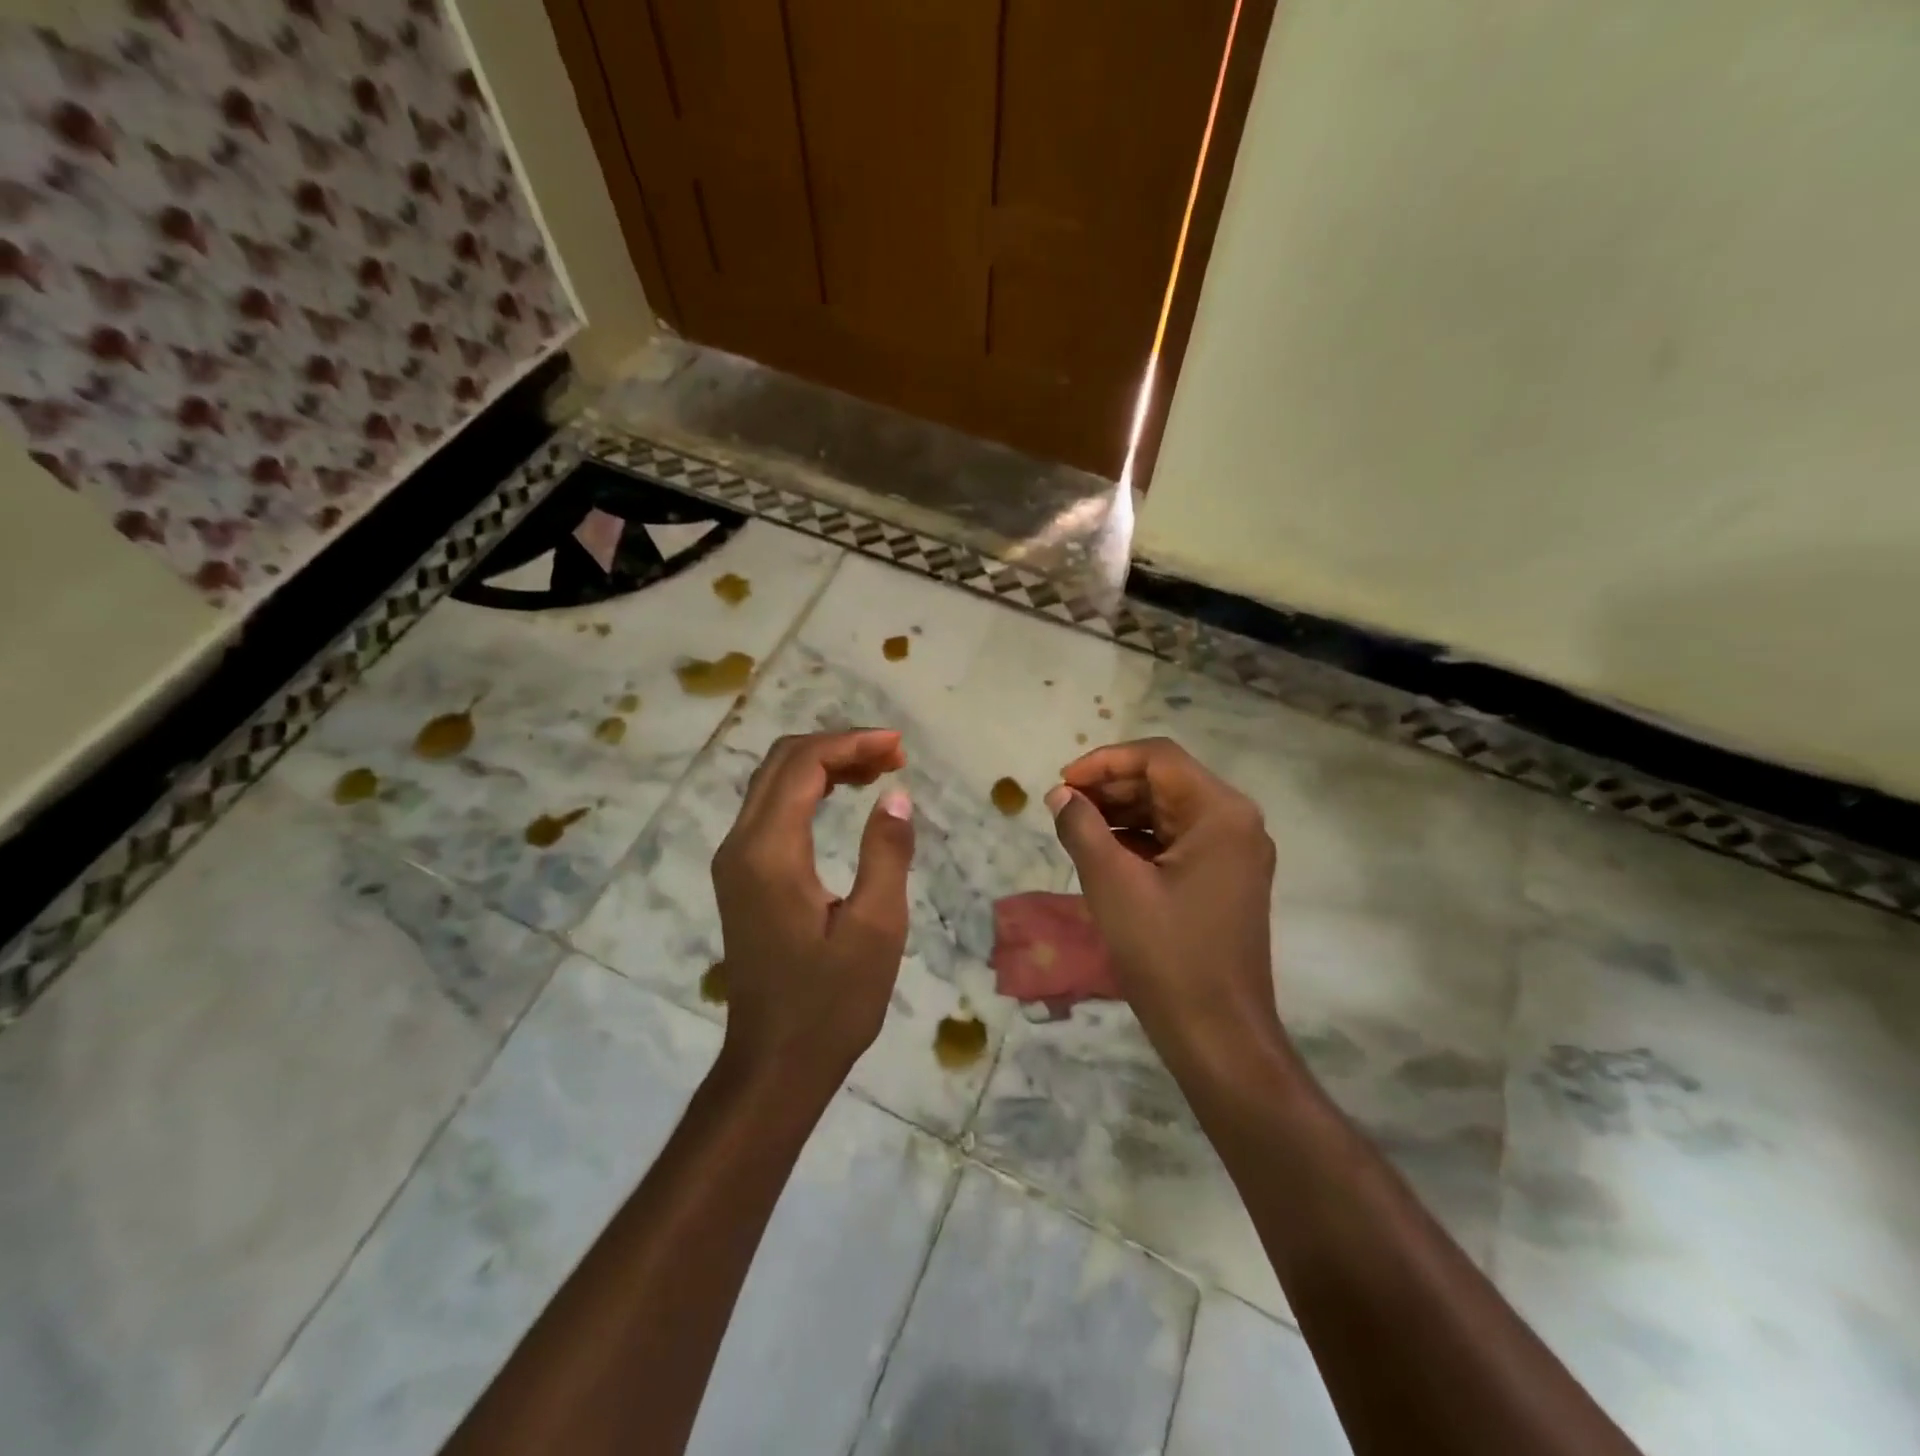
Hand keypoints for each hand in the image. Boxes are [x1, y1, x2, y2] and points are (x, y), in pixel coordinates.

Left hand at [710, 730, 915, 1095]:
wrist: (775, 1063)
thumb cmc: (831, 1002)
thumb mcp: (875, 928)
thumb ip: (885, 853)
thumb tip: (896, 795)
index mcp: (769, 852)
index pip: (804, 765)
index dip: (852, 743)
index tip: (899, 747)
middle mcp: (740, 845)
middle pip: (782, 763)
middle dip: (839, 746)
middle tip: (894, 755)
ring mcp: (735, 862)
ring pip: (773, 783)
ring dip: (824, 765)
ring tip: (879, 769)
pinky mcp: (741, 878)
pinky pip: (771, 811)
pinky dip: (809, 791)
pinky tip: (845, 798)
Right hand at [1045, 738, 1280, 1072]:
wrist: (1217, 1035)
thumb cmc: (1166, 955)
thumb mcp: (1113, 884)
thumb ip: (1082, 828)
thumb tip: (1061, 795)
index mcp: (1221, 813)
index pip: (1158, 758)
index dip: (1105, 762)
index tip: (1062, 783)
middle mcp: (1236, 823)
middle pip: (1166, 781)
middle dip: (1111, 787)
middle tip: (1062, 805)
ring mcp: (1234, 853)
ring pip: (1169, 810)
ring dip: (1122, 812)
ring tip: (1075, 826)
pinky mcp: (1224, 879)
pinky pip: (1177, 840)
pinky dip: (1139, 839)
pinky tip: (1102, 851)